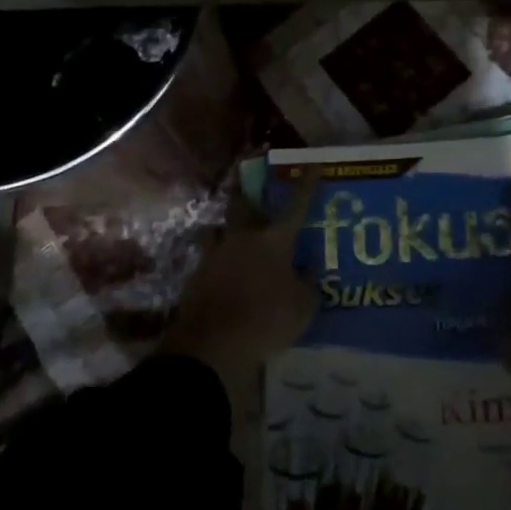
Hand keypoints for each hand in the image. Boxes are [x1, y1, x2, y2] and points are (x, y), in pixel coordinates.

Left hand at [160, 177, 317, 402]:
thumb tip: (308, 268)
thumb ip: (308, 283)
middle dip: (246, 190)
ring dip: (225, 228)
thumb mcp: (303, 307)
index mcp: (274, 241)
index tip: (314, 163)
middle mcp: (243, 238)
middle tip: (246, 180)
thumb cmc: (267, 320)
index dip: (307, 184)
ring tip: (230, 234)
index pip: (296, 206)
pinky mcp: (196, 276)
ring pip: (218, 230)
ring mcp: (215, 255)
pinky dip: (216, 262)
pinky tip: (220, 273)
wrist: (212, 345)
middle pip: (242, 204)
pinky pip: (208, 259)